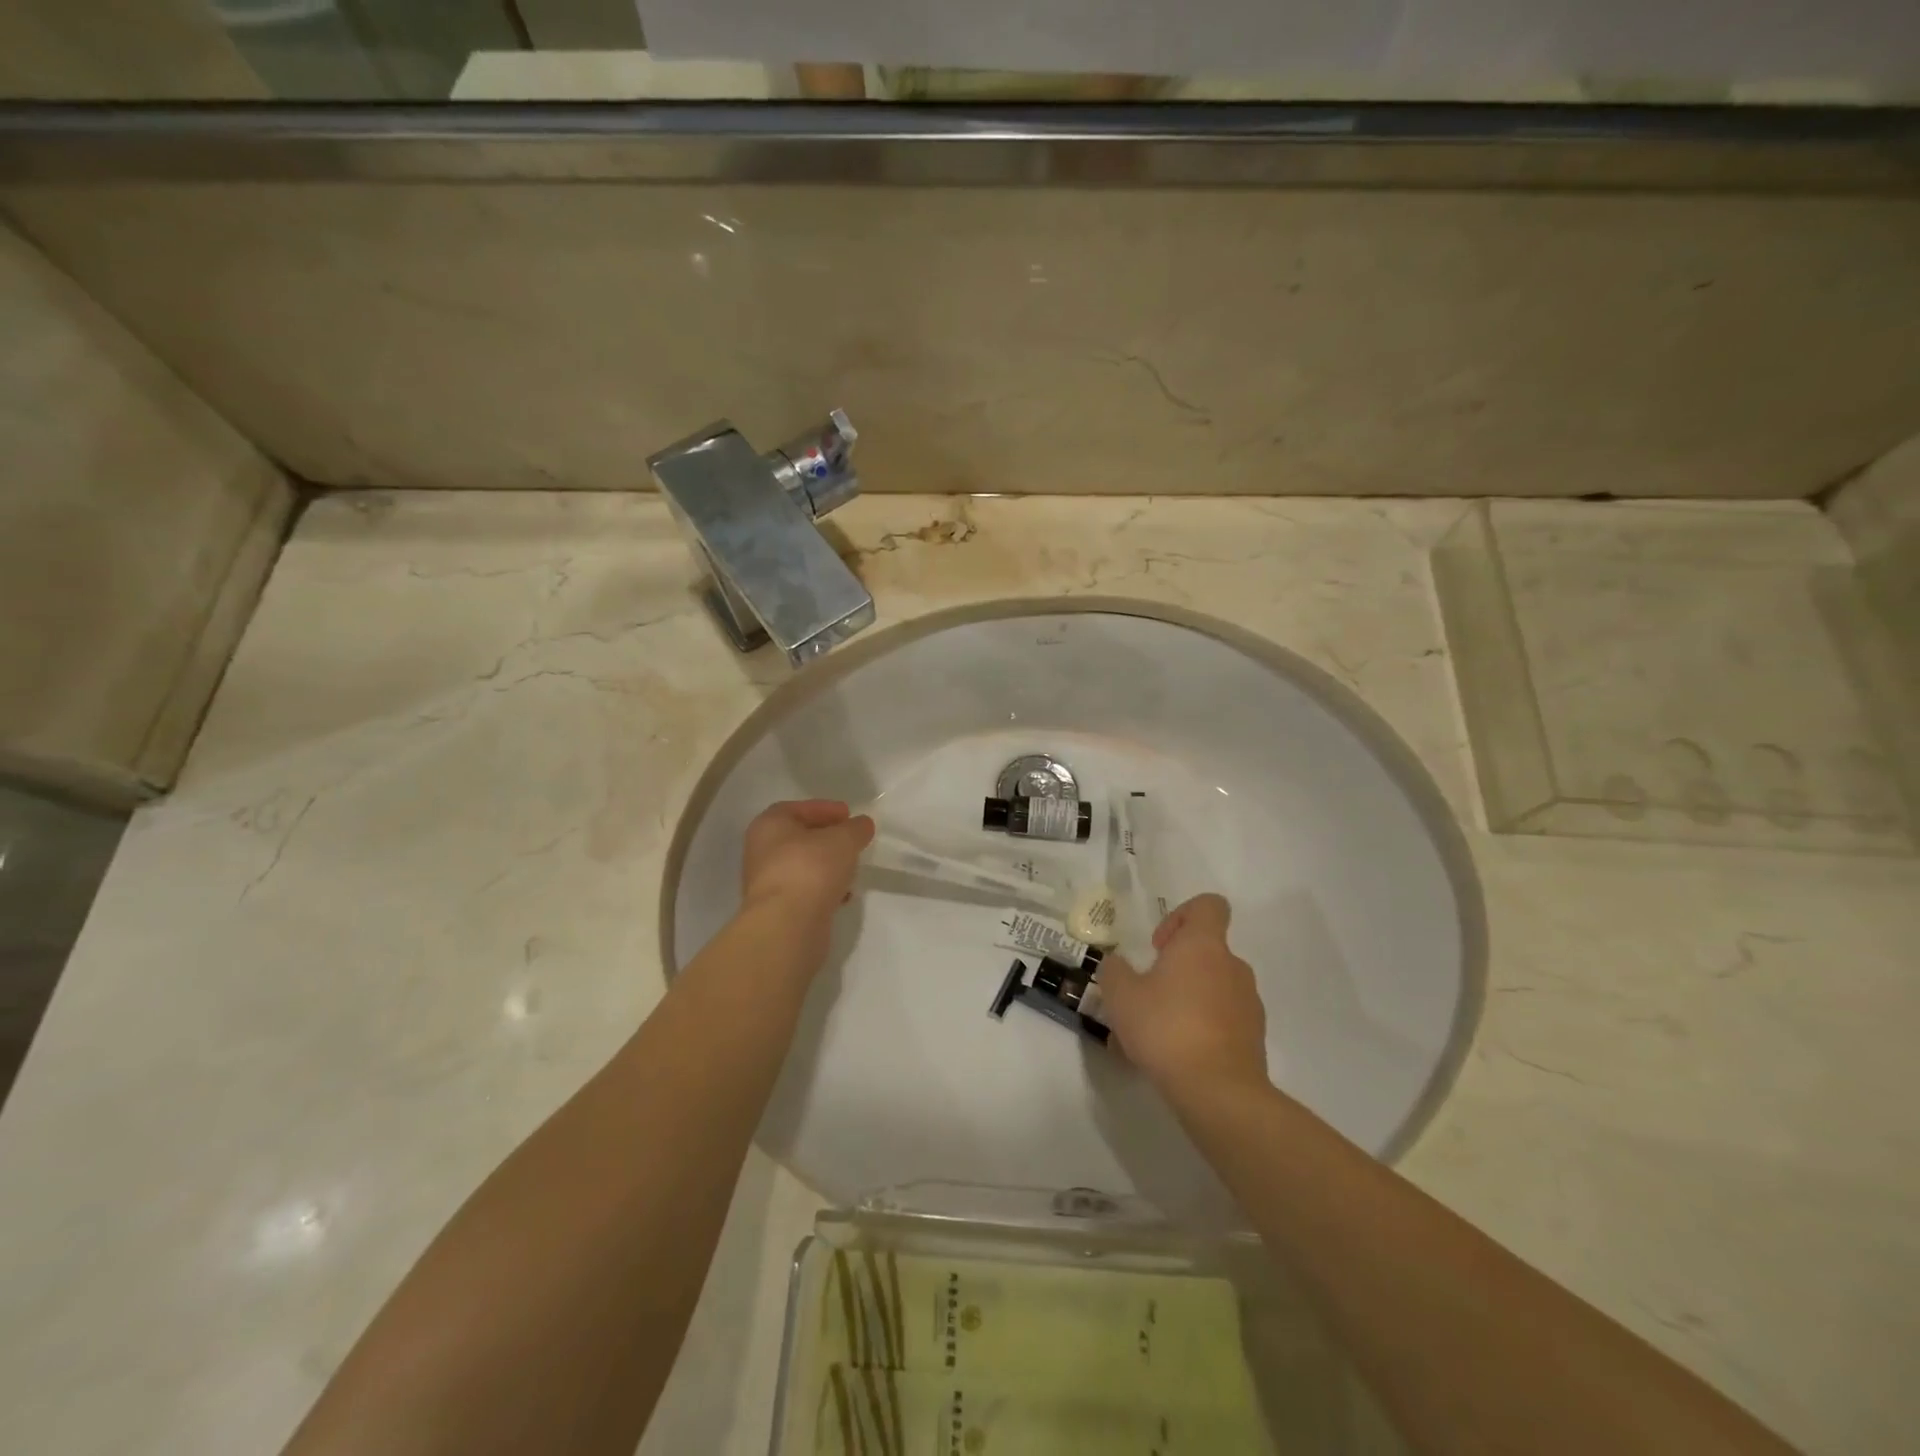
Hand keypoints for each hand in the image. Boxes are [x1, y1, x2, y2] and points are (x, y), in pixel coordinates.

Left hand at [740, 799, 874, 919]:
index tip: (849, 815)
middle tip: (852, 840)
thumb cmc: (811, 869)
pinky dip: (824, 889)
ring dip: (827, 866)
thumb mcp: (843, 839)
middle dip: (827, 838)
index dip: (825, 809)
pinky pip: (805, 891)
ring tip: (852, 868)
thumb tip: (862, 825)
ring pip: (803, 866)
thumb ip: (856, 828)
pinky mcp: (778, 909)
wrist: (787, 925)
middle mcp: (761, 851)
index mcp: (769, 825)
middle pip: (799, 838)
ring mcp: (767, 883)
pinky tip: (843, 895)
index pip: (797, 808)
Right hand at [1097, 893, 1268, 1099]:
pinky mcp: (1254, 1038)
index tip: (1158, 945)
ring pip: (1210, 990)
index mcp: (1203, 945)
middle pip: (1205, 952)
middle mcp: (1232, 966)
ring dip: (1184, 1001)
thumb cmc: (1166, 1028)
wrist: (1219, 1092)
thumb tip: (1117, 964)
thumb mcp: (1121, 995)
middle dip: (1174, 969)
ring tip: (1152, 1036)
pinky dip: (1199, 1030)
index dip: (1181, 916)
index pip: (1208, 906)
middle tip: (1145, 996)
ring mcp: (1248, 1003)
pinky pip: (1220, 1022)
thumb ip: (1114, 971)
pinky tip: (1172, 1058)